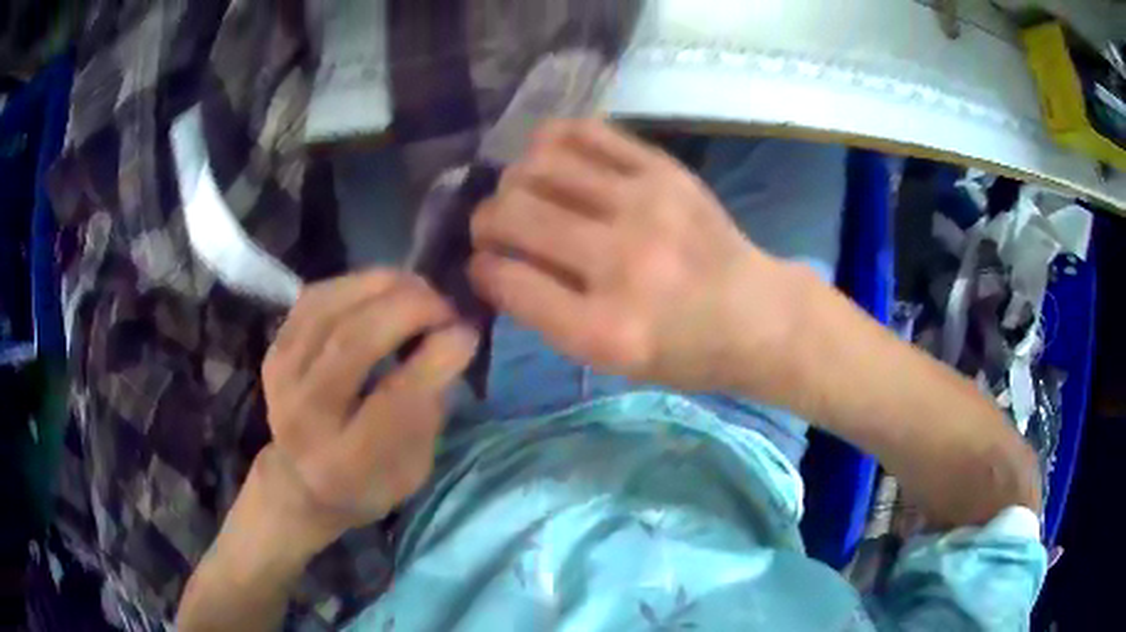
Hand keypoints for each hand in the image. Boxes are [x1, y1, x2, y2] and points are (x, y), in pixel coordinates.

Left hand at [256, 271, 477, 550]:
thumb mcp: (413, 469)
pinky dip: (355, 284)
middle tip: (447, 307)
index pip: (392, 402)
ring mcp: (282, 375)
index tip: (467, 334)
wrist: (300, 480)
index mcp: (345, 463)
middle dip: (411, 310)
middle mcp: (304, 416)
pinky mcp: (275, 348)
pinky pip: (316, 297)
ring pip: (333, 309)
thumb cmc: (367, 482)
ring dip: (385, 287)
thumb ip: (430, 412)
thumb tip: (451, 341)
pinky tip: (383, 291)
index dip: (435, 359)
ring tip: (420, 291)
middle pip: (354, 342)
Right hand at [469, 120, 796, 391]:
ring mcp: (645, 206)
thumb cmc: (681, 350)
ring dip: (513, 179)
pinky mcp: (663, 170)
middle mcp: (622, 262)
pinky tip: (550, 157)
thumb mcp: (609, 361)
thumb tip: (490, 264)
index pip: (506, 279)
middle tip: (493, 227)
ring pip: (538, 165)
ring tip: (523, 192)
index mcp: (605, 330)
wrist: (757, 314)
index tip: (482, 266)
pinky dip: (551, 140)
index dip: (480, 269)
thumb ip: (545, 315)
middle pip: (513, 214)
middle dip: (484, 220)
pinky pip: (585, 132)